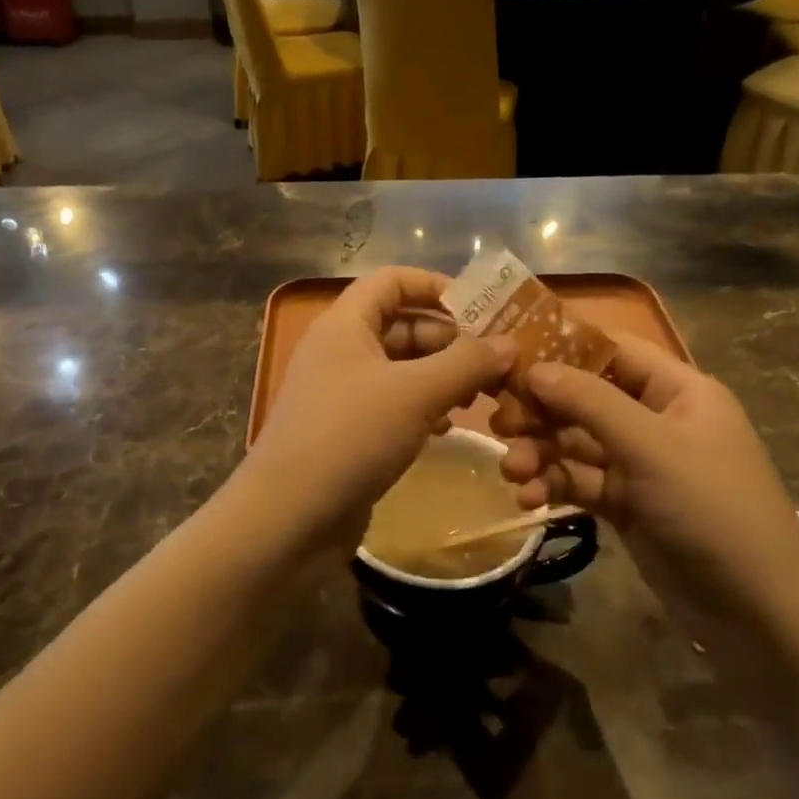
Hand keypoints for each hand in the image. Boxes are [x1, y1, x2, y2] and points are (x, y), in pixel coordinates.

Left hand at [242, 267, 515, 550]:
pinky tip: (446, 427)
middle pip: (402, 325)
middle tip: (497, 362)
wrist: (288, 518)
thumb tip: (510, 343)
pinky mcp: (347, 431)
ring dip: (441, 376)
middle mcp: (340, 350)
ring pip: (401, 368)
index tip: (483, 309)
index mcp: (345, 324)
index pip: (392, 280)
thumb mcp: (415, 393)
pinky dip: (422, 407)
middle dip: (450, 339)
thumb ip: (466, 363)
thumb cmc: (350, 437)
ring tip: (481, 396)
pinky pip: (392, 404)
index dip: (436, 285)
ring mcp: (341, 393)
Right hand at [492, 334, 798, 632]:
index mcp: (678, 391)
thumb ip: (590, 403)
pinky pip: (579, 482)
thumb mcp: (651, 447)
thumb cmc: (712, 509)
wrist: (756, 611)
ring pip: (575, 443)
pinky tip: (528, 499)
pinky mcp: (625, 505)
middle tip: (498, 423)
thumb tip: (533, 367)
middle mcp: (656, 420)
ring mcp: (640, 465)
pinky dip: (552, 485)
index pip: (613, 350)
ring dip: (540, 453)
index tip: (509, 356)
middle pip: (585, 398)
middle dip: (542, 410)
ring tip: (512, 471)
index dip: (562, 347)